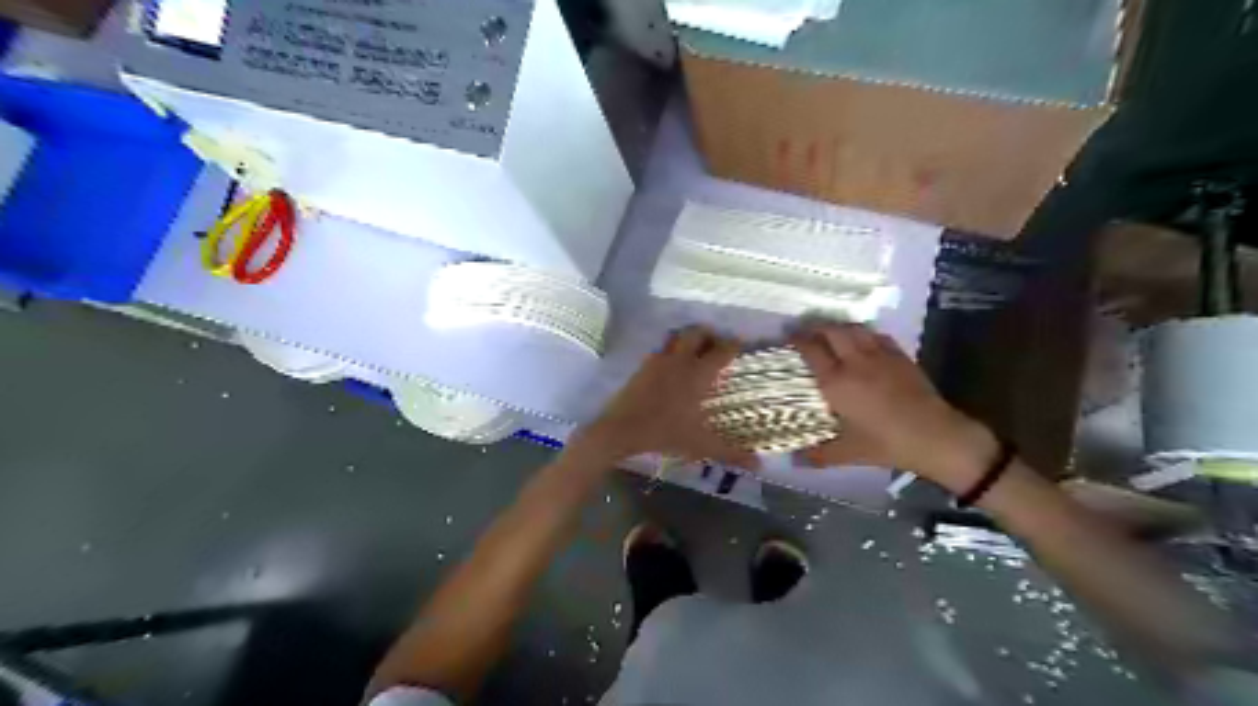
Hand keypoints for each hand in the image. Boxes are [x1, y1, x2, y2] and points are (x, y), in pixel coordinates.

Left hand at [578, 324, 755, 468]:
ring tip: (696, 350)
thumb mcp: (701, 445)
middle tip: (718, 344)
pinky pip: (660, 349)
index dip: (734, 344)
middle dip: (710, 334)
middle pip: (697, 333)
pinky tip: (672, 366)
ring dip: (688, 337)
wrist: (621, 429)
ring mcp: (658, 361)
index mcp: (697, 374)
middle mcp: (680, 360)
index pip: (721, 351)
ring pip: (676, 336)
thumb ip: (730, 453)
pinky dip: (670, 350)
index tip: (742, 342)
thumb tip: (759, 465)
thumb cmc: (665, 433)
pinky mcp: (642, 366)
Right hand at [790, 322, 998, 493]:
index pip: (811, 350)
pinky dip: (864, 333)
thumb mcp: (849, 453)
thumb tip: (793, 461)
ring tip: (831, 333)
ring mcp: (879, 356)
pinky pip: (877, 335)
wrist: (935, 436)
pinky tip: (862, 341)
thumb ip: (819, 455)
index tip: (789, 338)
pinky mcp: (899, 356)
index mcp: (836, 383)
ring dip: (839, 327)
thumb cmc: (887, 444)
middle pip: (832, 331)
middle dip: (816, 327)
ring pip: (854, 329)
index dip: (797, 340)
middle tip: (807, 332)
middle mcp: (854, 362)